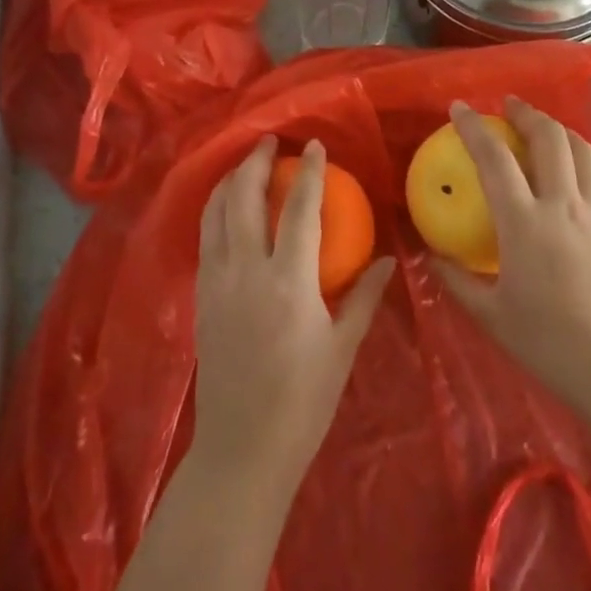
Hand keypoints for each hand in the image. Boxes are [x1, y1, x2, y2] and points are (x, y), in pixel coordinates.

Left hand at [191, 137, 394, 498]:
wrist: (242, 449)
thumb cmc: (303, 402)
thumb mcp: (343, 348)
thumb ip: (364, 296)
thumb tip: (390, 259)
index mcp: (289, 282)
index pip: (300, 209)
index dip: (310, 172)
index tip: (315, 145)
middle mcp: (247, 271)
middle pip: (245, 198)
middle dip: (256, 162)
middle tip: (269, 141)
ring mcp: (216, 282)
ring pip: (216, 212)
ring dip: (230, 181)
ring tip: (245, 164)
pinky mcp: (201, 297)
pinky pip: (205, 237)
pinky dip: (215, 210)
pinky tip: (226, 208)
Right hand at [431, 98, 590, 425]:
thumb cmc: (551, 345)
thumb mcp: (491, 316)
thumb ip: (457, 281)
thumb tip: (433, 256)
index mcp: (525, 222)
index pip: (495, 158)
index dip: (474, 127)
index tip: (459, 108)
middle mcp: (564, 205)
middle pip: (549, 137)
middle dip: (526, 112)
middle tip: (508, 105)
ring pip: (582, 151)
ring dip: (558, 130)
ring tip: (541, 129)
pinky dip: (578, 167)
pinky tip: (569, 185)